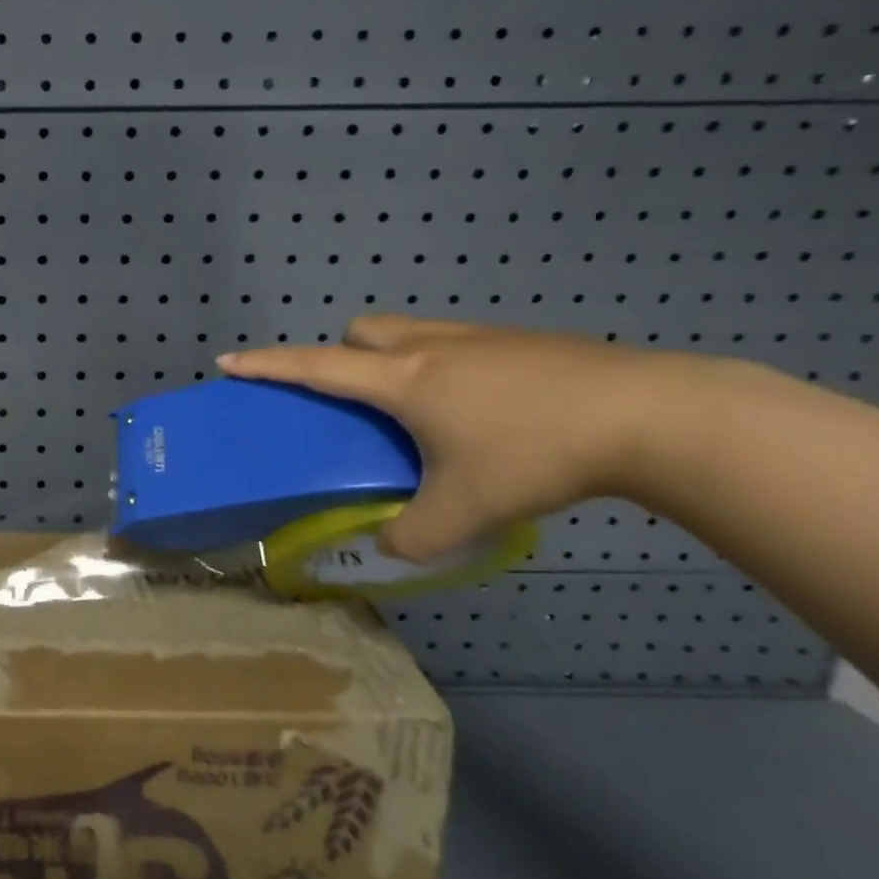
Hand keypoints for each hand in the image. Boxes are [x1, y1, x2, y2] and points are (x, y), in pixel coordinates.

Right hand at [220, 316, 693, 562]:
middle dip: (343, 356)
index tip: (228, 360)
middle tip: (361, 403)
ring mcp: (477, 337)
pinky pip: (454, 341)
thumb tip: (391, 548)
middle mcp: (428, 346)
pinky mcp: (520, 341)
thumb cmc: (536, 453)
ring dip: (393, 357)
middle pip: (361, 331)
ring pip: (408, 330)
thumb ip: (414, 536)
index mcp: (401, 380)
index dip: (266, 365)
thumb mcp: (466, 510)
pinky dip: (443, 364)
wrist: (651, 415)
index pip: (314, 366)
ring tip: (421, 408)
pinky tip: (483, 409)